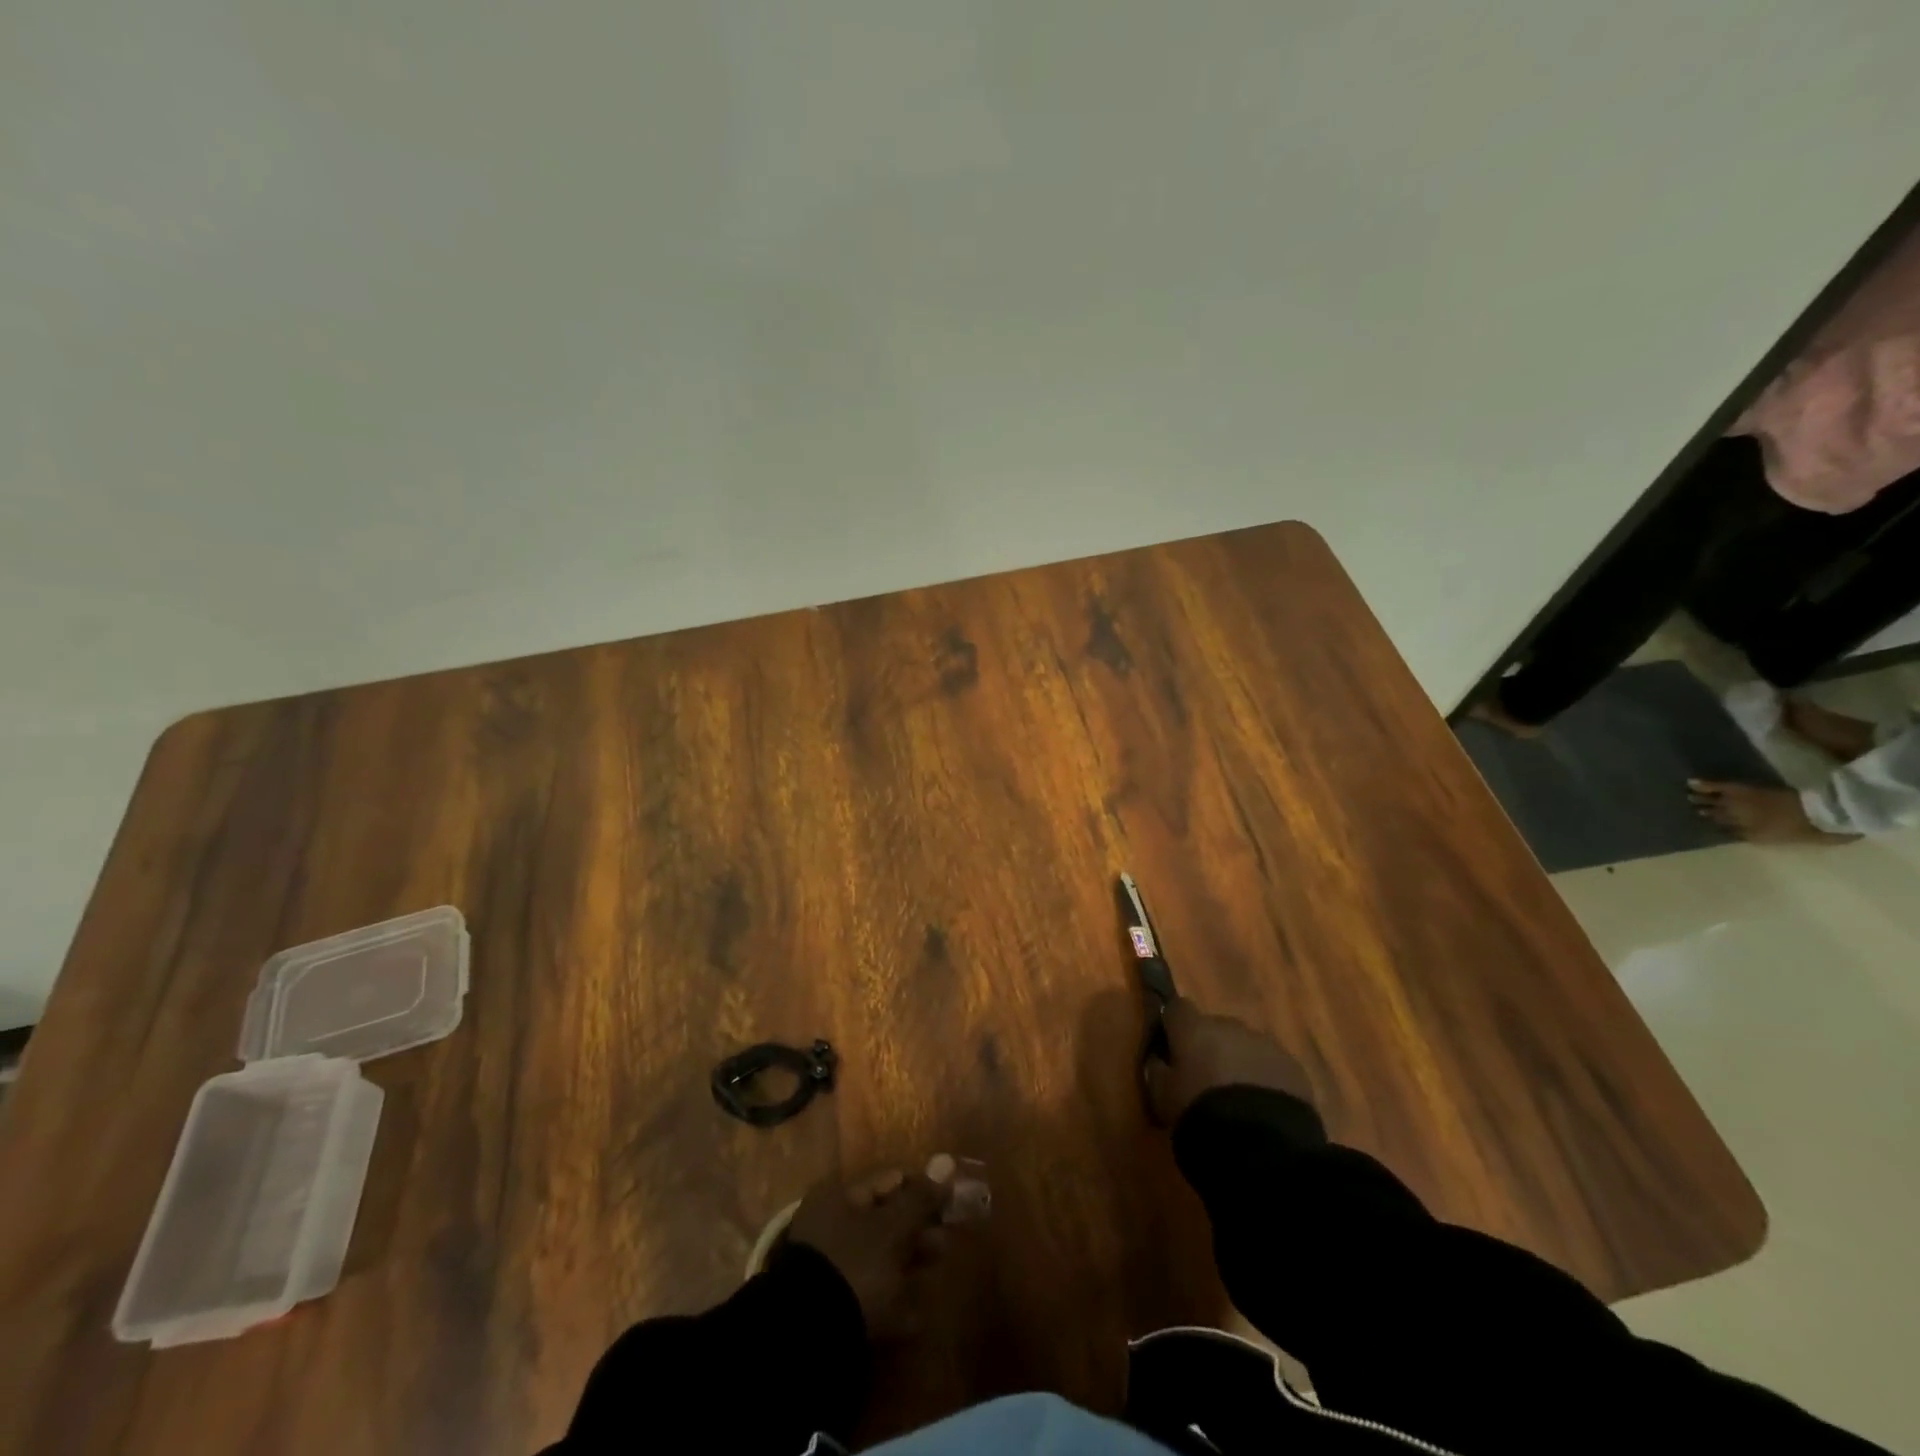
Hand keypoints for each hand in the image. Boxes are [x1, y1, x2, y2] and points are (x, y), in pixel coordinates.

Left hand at [785, 1167, 949, 1335]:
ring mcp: (830, 1269)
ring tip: (935, 1273)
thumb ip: (920, 1198)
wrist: (811, 1339)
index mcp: (839, 1197)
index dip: (922, 1188)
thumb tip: (945, 1164)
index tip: (950, 1203)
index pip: (889, 1180)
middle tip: (945, 1242)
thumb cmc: (855, 1265)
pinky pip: (870, 1296)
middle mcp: (831, 1226)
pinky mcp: (832, 1308)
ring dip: (909, 1263)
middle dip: (918, 1230)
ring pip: (879, 1258)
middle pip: (885, 1220)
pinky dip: (892, 1303)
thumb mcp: (892, 1227)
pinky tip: (915, 1319)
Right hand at [1144, 996, 1314, 1126]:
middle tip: (1205, 1081)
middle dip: (1209, 1047)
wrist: (1262, 1146)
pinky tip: (1261, 1109)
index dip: (1173, 1027)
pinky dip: (1264, 1079)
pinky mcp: (1294, 1067)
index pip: (1177, 1008)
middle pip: (1214, 1027)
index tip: (1170, 1050)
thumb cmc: (1200, 1114)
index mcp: (1195, 1028)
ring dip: (1238, 1063)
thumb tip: (1158, 1059)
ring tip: (1237, 1100)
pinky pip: (1271, 1066)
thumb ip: (1156, 1071)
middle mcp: (1230, 1026)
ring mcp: (1266, 1044)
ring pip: (1244, 1046)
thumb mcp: (1162, 1097)